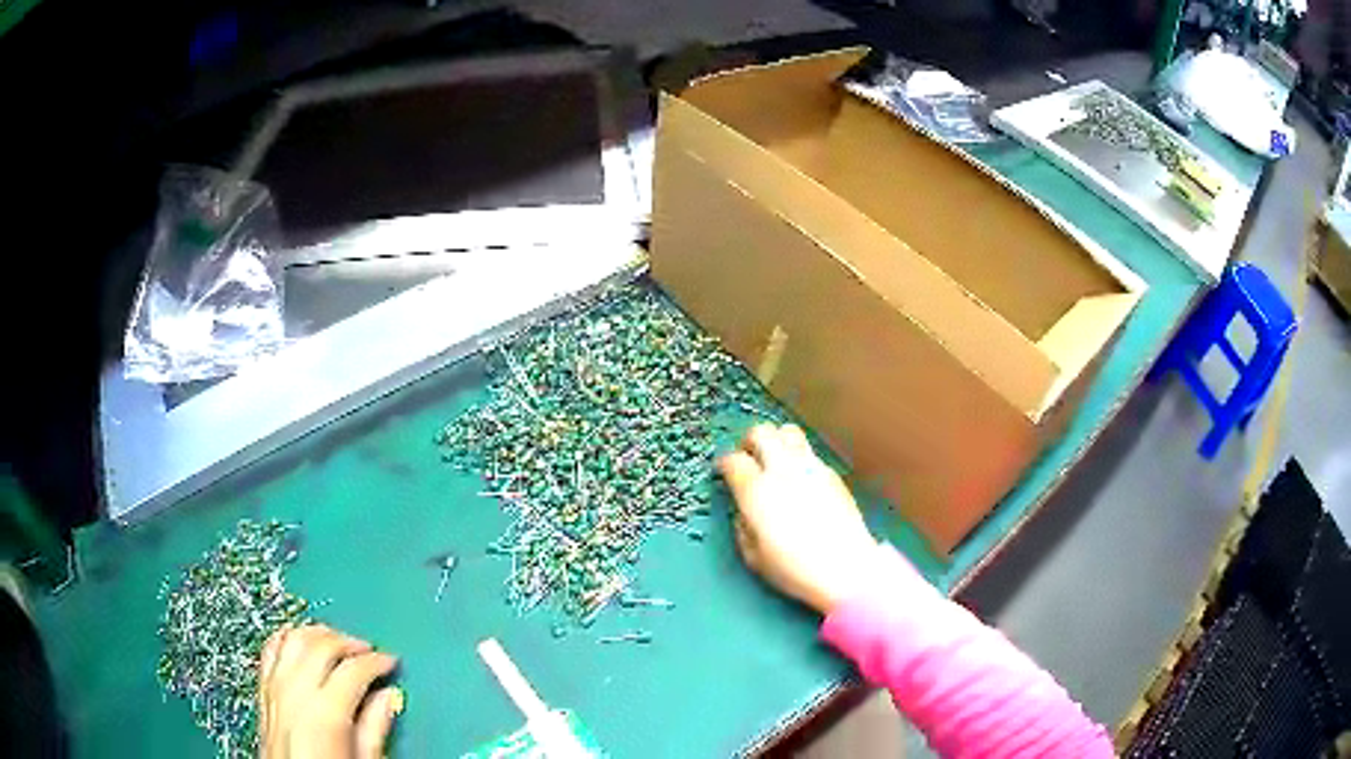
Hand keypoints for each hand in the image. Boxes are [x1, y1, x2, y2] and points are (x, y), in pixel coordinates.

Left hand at [259, 624, 402, 758]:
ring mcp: (274, 688)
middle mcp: (295, 692)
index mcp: (325, 712)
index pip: (354, 670)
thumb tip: (389, 698)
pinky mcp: (262, 692)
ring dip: (318, 634)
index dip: (377, 662)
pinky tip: (299, 641)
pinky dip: (287, 637)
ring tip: (336, 640)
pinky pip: (271, 649)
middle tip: (369, 650)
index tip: (390, 662)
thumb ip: (375, 729)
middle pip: (322, 646)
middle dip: (349, 642)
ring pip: (294, 639)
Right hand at [718, 424, 881, 615]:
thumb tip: (744, 511)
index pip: (733, 459)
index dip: (724, 463)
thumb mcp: (753, 556)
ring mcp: (811, 467)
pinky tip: (800, 480)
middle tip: (747, 457)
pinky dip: (798, 457)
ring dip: (776, 441)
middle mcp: (783, 470)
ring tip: (775, 461)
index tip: (723, 472)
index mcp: (756, 490)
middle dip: (749, 441)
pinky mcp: (832, 473)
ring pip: (788, 432)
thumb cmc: (794, 569)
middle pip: (761, 432)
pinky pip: (809, 452)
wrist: (846, 568)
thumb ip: (742, 526)